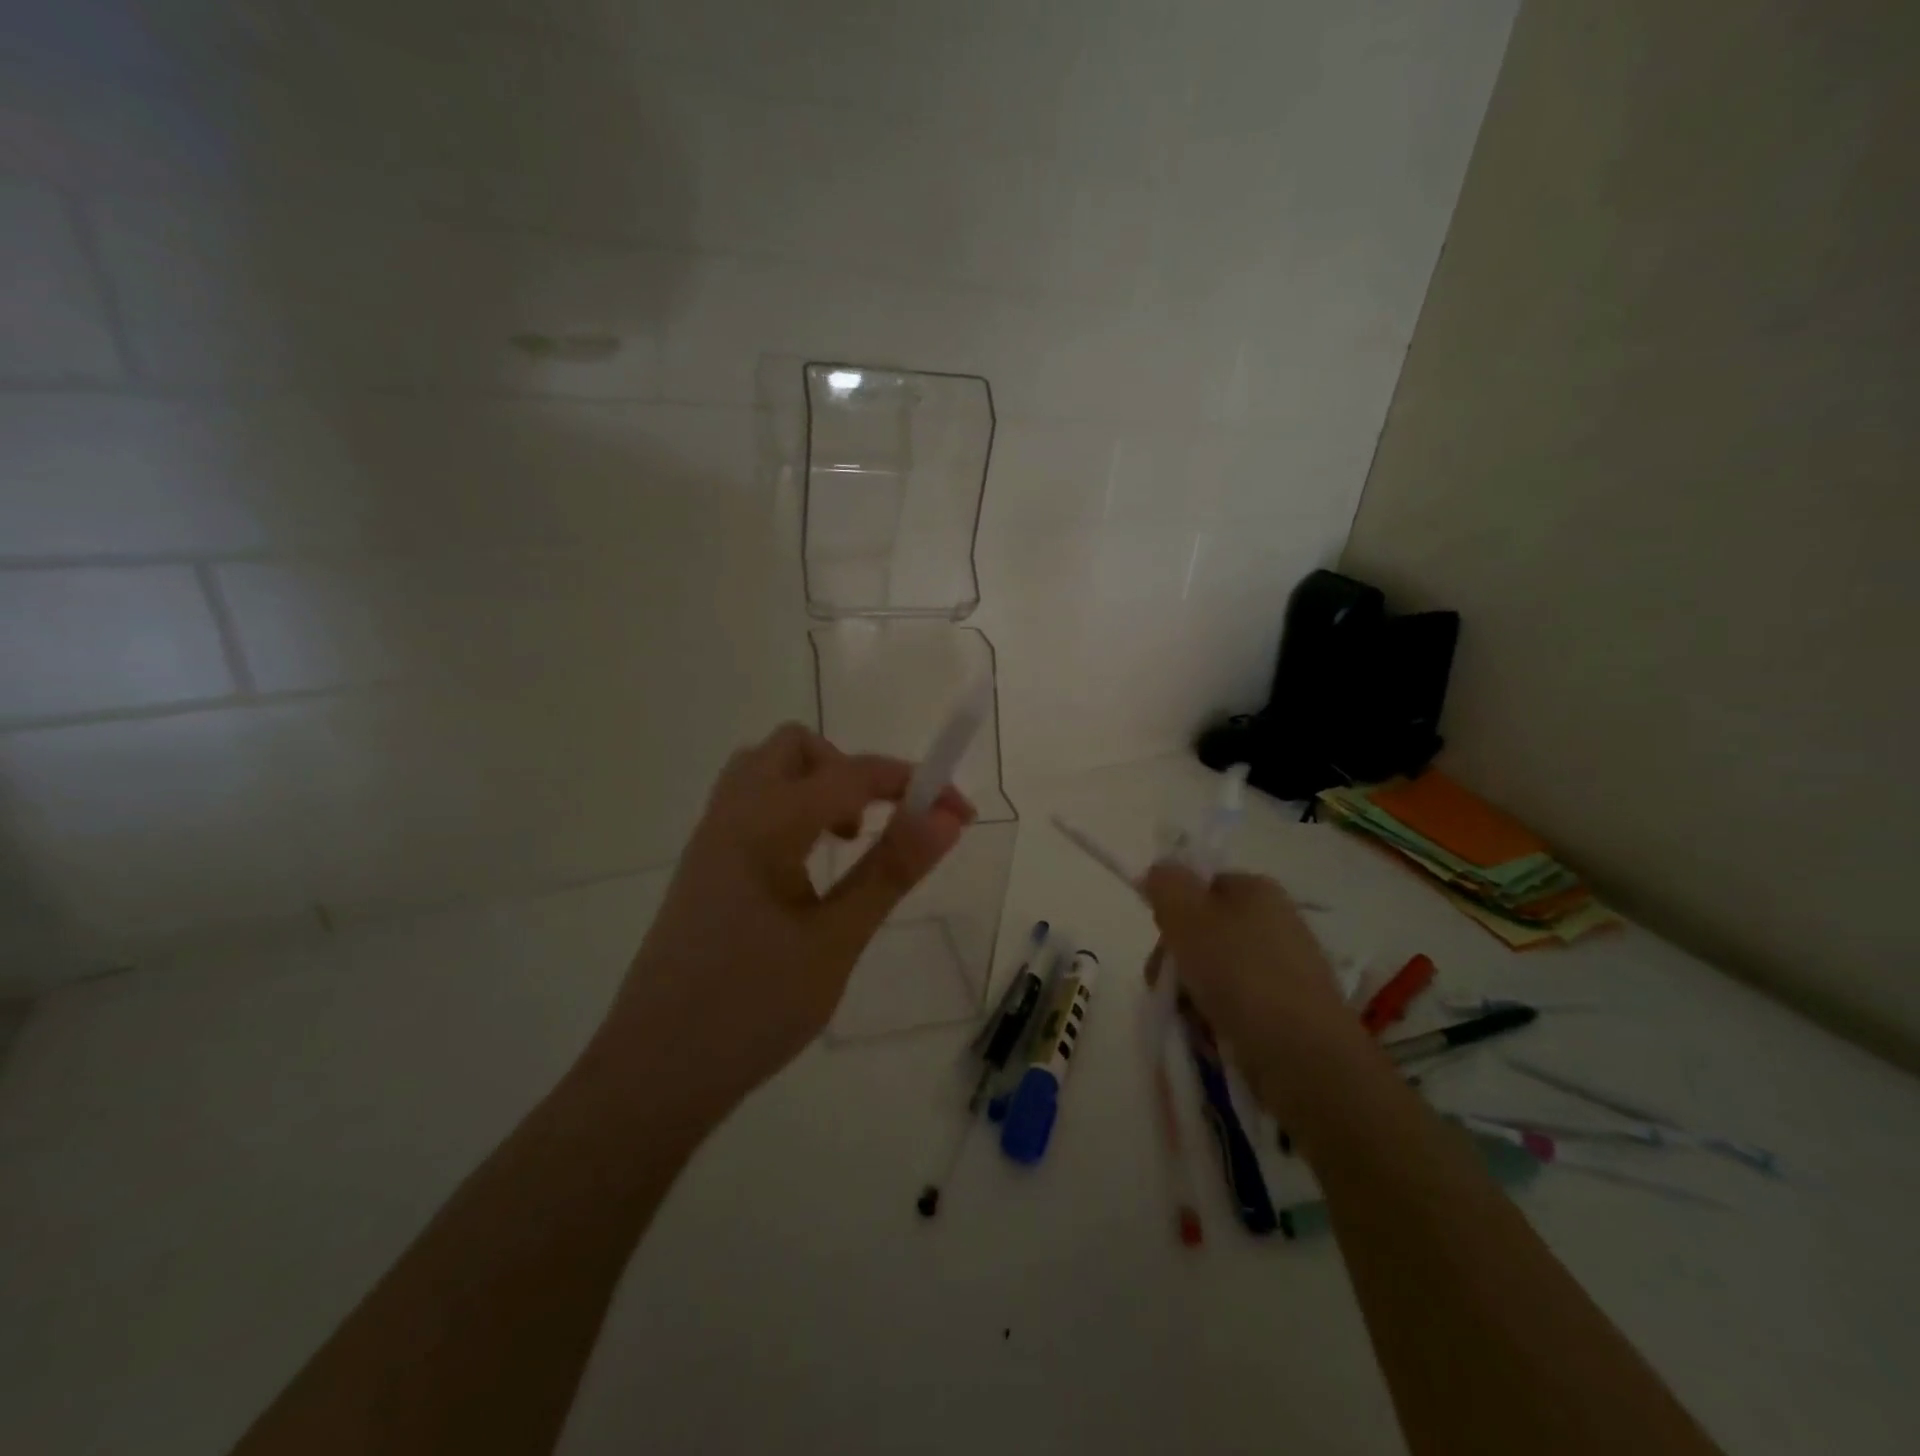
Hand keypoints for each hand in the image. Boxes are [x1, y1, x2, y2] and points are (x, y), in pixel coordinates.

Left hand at [585, 723, 975, 1128]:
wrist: (652, 1075)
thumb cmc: (751, 1009)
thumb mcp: (836, 941)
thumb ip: (890, 871)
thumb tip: (946, 817)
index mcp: (763, 825)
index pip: (850, 773)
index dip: (912, 782)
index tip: (959, 813)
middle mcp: (731, 815)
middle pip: (795, 748)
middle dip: (850, 770)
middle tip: (878, 825)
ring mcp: (710, 839)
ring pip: (766, 772)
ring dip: (816, 785)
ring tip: (844, 844)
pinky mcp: (704, 866)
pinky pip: (751, 805)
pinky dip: (791, 809)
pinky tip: (806, 869)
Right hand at [1141, 867, 1370, 1120]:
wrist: (1305, 1058)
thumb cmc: (1240, 975)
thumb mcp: (1188, 917)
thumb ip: (1167, 884)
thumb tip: (1159, 871)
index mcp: (1257, 890)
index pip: (1202, 886)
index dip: (1175, 910)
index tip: (1165, 939)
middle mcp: (1276, 922)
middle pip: (1205, 932)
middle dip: (1178, 961)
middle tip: (1170, 986)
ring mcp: (1286, 970)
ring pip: (1216, 973)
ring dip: (1193, 995)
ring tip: (1192, 1020)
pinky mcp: (1291, 1013)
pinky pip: (1238, 1006)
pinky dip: (1219, 1019)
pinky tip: (1215, 1038)